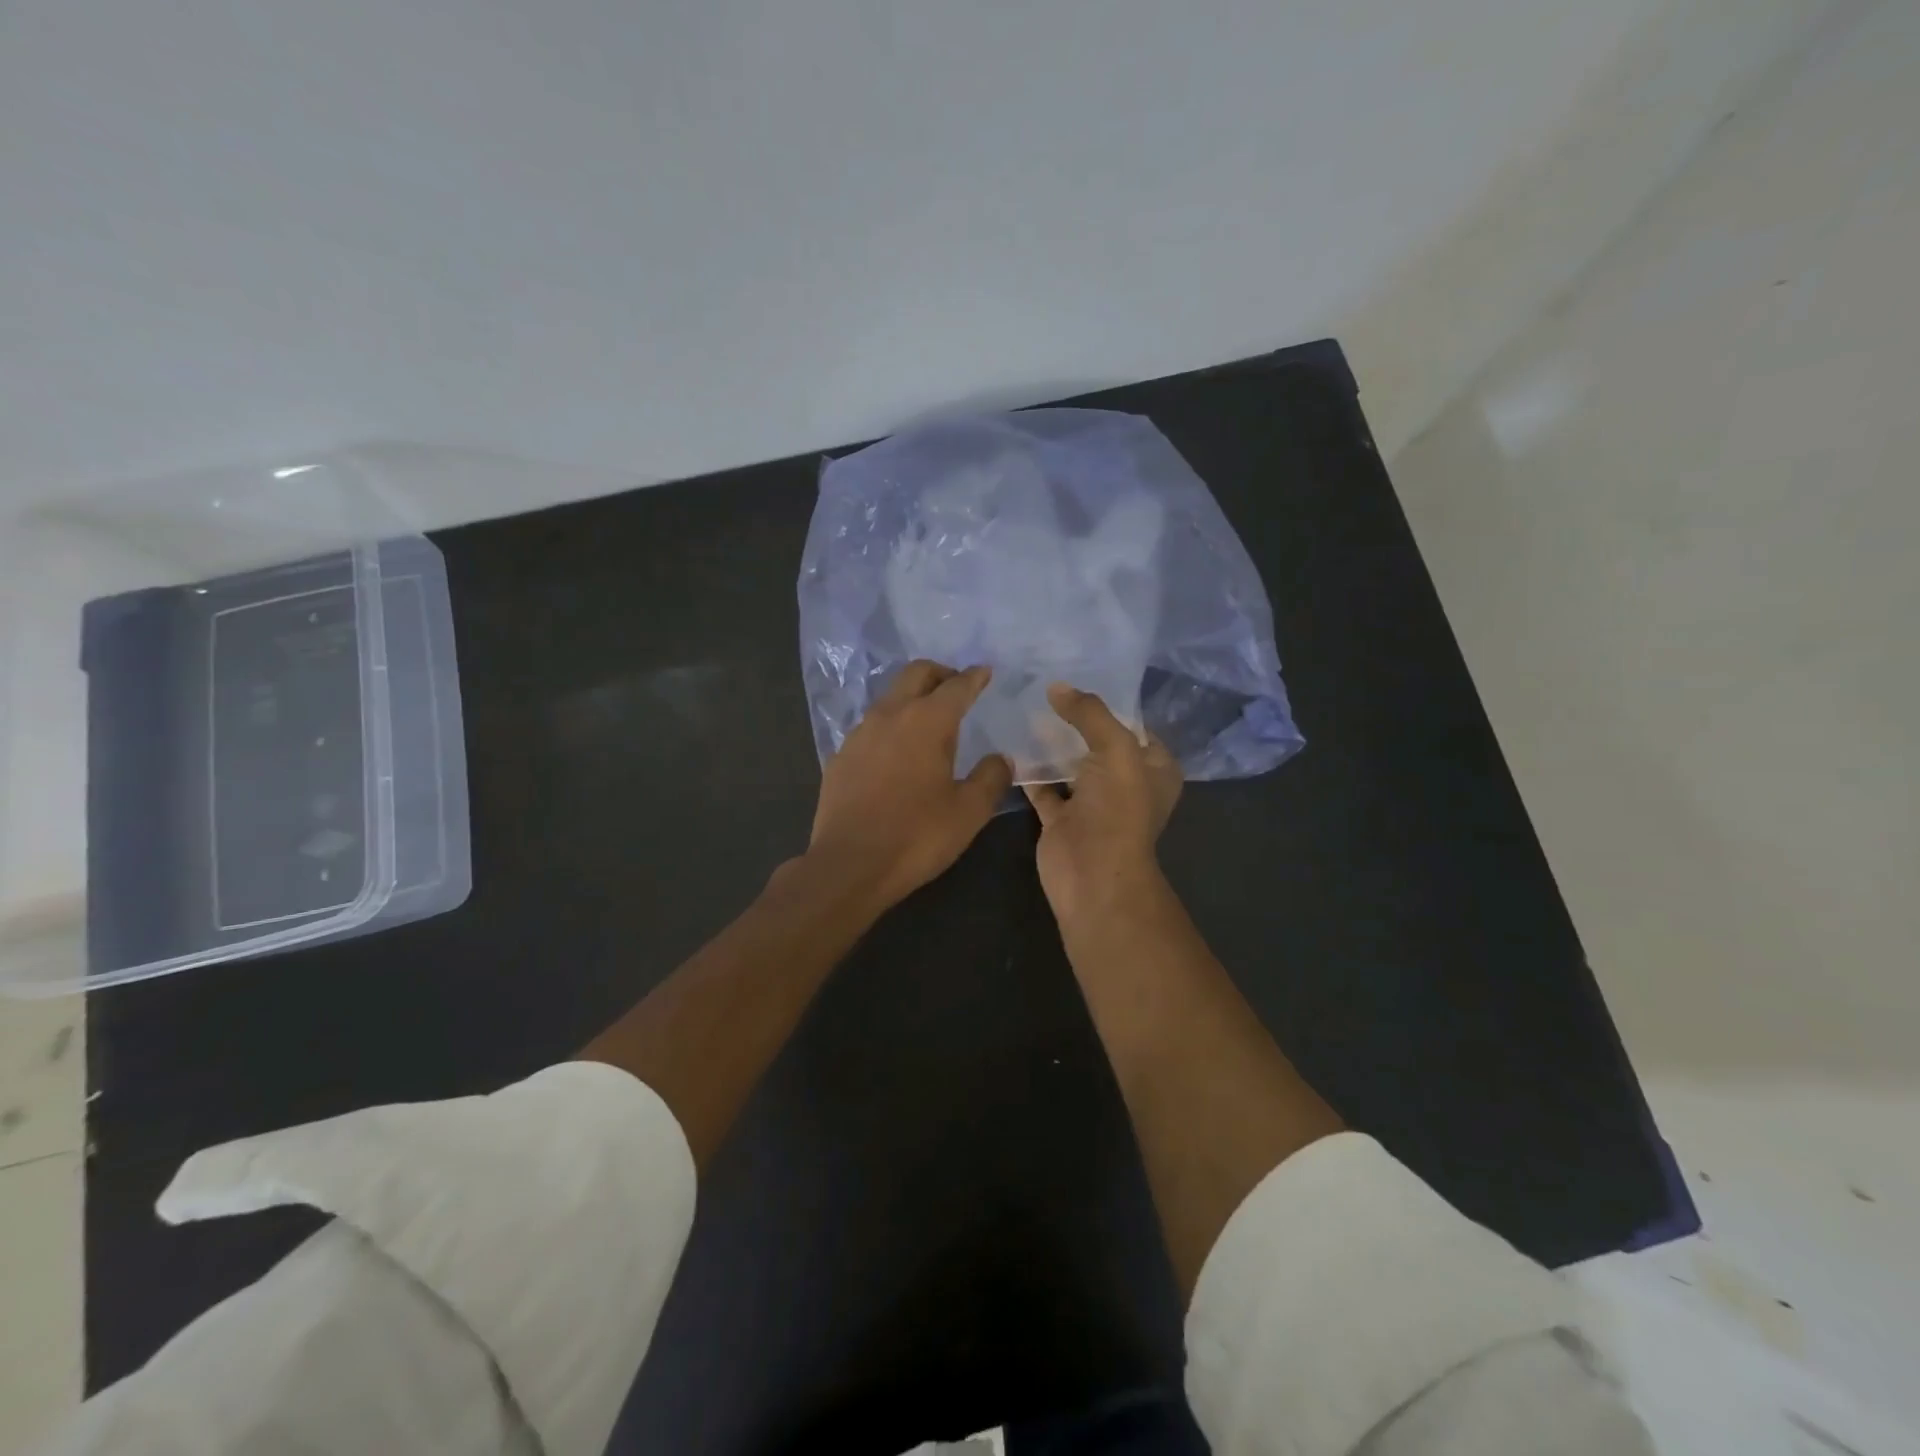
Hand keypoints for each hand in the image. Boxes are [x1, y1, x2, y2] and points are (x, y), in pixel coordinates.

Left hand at [809, 661, 1012, 910]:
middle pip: (916, 674)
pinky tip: (897, 754)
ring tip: (929, 723)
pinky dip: (891, 727)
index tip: (984, 672)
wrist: (849, 865)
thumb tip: (1000, 759)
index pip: (956, 685)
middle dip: (940, 674)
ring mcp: (860, 734)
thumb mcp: (969, 812)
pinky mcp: (840, 756)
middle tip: (957, 689)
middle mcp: (890, 715)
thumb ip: (991, 778)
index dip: (974, 677)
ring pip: (890, 698)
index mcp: (927, 721)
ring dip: (912, 698)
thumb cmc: (917, 836)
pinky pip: (871, 727)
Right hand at [1023, 685, 1182, 926]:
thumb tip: (1057, 687)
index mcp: (1154, 768)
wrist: (1091, 875)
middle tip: (1043, 686)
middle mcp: (1125, 783)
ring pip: (1069, 763)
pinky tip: (1009, 742)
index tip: (1078, 674)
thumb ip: (1089, 714)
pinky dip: (1028, 768)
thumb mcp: (1115, 749)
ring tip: (1023, 705)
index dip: (1110, 702)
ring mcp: (1091, 802)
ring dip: (1050, 742)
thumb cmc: (1117, 809)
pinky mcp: (1060, 817)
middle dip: (1075, 718)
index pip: (1134, 725)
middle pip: (1098, 742)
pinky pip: (1042, 785)